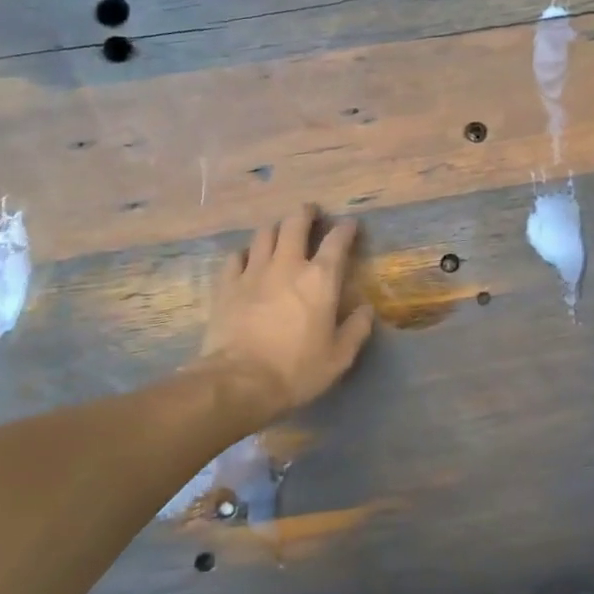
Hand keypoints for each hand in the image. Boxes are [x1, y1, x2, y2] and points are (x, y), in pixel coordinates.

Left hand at [198, 206, 375, 423]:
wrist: (239, 382)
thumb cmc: (296, 370)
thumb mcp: (339, 357)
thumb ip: (356, 329)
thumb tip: (367, 310)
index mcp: (320, 279)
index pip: (337, 241)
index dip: (346, 229)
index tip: (350, 225)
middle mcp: (287, 265)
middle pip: (295, 223)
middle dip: (305, 213)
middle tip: (310, 212)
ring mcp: (253, 272)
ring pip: (264, 234)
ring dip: (276, 228)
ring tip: (280, 232)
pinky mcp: (226, 285)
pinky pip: (235, 256)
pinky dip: (245, 253)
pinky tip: (247, 260)